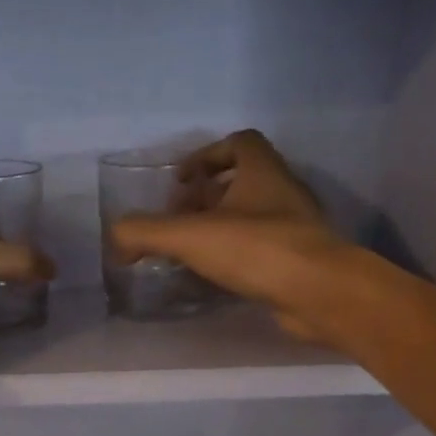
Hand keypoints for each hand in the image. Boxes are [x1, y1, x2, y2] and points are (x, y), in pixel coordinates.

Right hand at [110, 130, 342, 336]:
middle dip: (206, 196)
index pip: (239, 142)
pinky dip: (235, 256)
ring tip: (189, 251)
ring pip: (252, 217)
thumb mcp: (189, 236)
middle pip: (242, 181)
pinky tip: (214, 278)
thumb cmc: (257, 249)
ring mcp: (295, 228)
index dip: (206, 155)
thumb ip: (144, 232)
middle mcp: (283, 193)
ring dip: (220, 227)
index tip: (180, 181)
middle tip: (177, 219)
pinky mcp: (298, 261)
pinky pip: (260, 249)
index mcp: (263, 171)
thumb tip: (115, 239)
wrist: (319, 293)